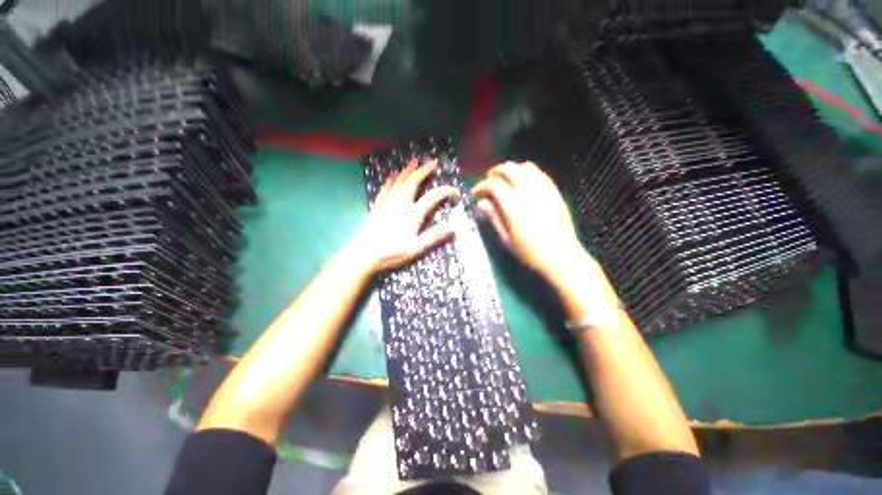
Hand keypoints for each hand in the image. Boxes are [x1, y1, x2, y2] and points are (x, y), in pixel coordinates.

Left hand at [352, 159, 459, 273]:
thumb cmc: (391, 253)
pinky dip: (390, 180)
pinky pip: (384, 189)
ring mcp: (387, 204)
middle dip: (424, 170)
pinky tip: (391, 175)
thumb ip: (434, 237)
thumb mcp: (416, 249)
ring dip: (407, 171)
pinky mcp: (377, 207)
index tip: (455, 190)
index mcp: (412, 215)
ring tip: (414, 161)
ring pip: (398, 182)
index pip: (432, 198)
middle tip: (433, 161)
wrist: (363, 255)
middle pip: (413, 183)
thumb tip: (453, 227)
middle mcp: (400, 205)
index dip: (445, 191)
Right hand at [471, 161, 587, 280]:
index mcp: (513, 205)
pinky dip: (528, 173)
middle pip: (508, 169)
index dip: (480, 186)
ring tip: (506, 180)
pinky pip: (540, 173)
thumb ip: (494, 217)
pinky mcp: (554, 191)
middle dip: (494, 172)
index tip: (475, 194)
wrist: (561, 255)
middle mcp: (528, 191)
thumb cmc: (530, 252)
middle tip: (488, 183)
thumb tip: (481, 203)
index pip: (493, 184)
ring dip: (512, 170)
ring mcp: (543, 189)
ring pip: (525, 166)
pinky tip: (524, 183)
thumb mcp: (506, 239)